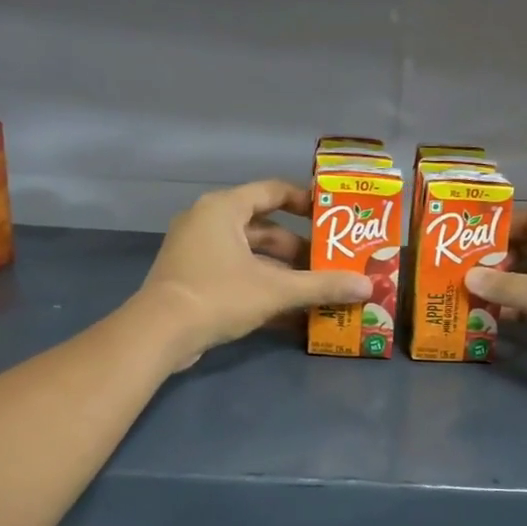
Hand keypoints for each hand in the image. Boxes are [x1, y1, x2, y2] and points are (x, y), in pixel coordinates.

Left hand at [140, 179, 371, 368]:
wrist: (158, 334)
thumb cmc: (218, 295)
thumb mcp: (276, 290)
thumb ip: (322, 286)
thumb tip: (368, 287)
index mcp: (224, 208)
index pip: (272, 191)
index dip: (305, 201)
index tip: (332, 216)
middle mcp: (207, 222)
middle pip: (264, 228)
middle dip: (298, 249)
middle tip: (329, 263)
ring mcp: (196, 252)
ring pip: (250, 255)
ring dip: (282, 272)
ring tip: (315, 289)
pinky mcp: (192, 279)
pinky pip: (235, 275)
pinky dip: (261, 288)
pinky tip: (290, 315)